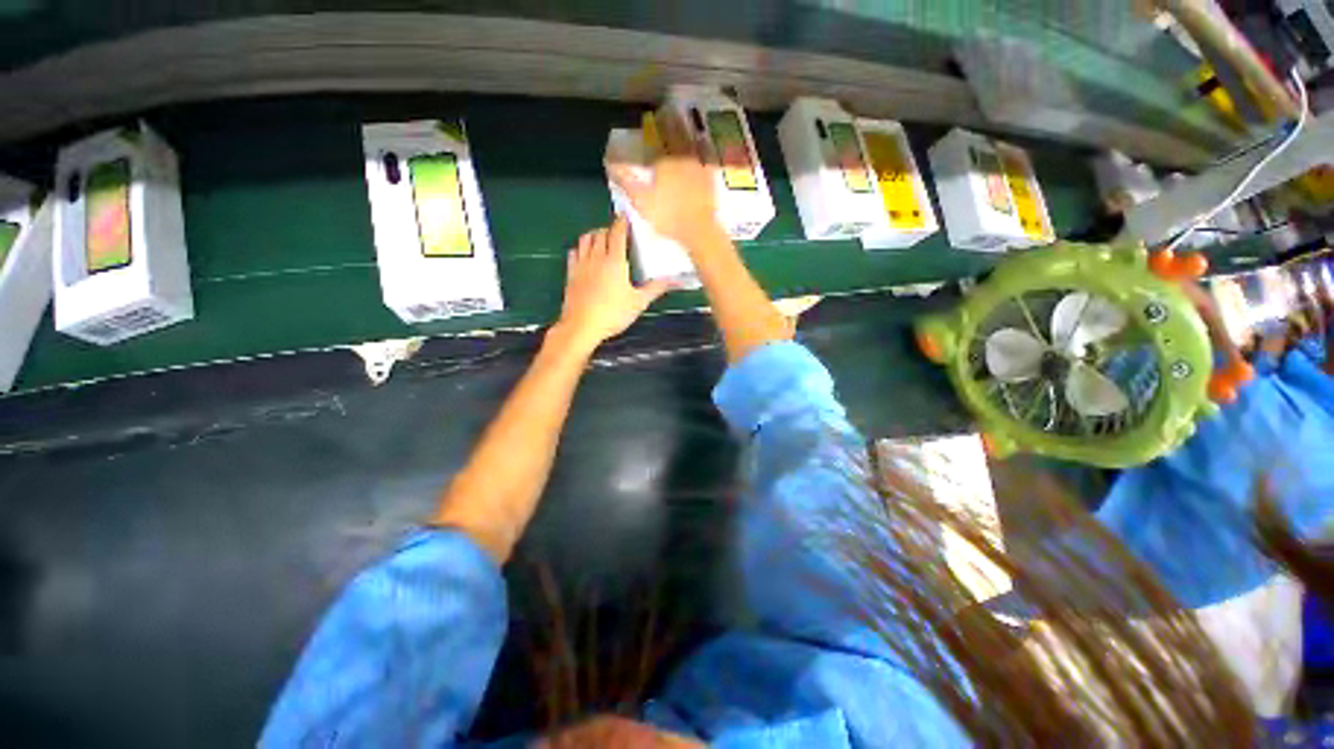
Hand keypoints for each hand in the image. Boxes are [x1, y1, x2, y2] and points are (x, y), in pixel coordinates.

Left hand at [554, 215, 671, 350]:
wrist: (581, 326)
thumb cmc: (612, 314)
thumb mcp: (638, 303)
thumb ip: (655, 288)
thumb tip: (674, 280)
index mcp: (615, 261)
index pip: (618, 232)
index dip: (622, 221)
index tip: (627, 215)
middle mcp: (596, 257)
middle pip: (601, 233)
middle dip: (610, 228)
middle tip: (619, 232)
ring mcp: (581, 264)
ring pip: (585, 239)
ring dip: (594, 234)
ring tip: (602, 239)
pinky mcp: (571, 273)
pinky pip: (574, 252)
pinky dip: (580, 248)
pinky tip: (585, 254)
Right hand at [607, 113, 722, 249]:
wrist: (698, 230)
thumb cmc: (667, 217)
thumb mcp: (641, 201)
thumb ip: (626, 180)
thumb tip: (609, 163)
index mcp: (663, 162)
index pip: (657, 139)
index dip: (655, 127)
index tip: (653, 116)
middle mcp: (681, 158)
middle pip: (676, 137)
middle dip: (672, 124)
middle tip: (670, 111)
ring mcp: (698, 167)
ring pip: (691, 144)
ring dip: (687, 132)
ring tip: (684, 123)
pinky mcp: (710, 179)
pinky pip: (706, 157)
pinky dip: (704, 148)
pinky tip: (704, 146)